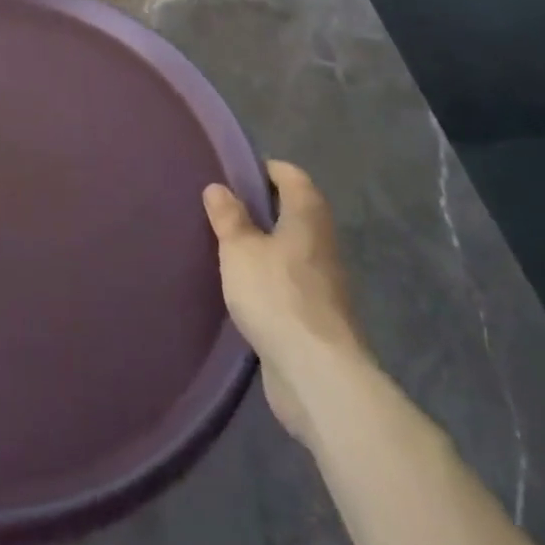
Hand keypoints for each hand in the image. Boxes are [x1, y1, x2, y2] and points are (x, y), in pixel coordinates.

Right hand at [203, 160, 363, 451]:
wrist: (317, 375)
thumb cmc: (276, 295)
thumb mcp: (239, 249)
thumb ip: (229, 217)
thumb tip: (219, 187)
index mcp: (307, 215)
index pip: (291, 175)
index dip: (264, 170)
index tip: (234, 175)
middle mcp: (322, 242)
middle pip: (294, 211)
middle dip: (263, 209)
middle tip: (224, 210)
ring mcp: (325, 281)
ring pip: (292, 248)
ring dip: (266, 246)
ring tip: (229, 247)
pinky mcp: (319, 316)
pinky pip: (291, 282)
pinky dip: (271, 278)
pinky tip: (244, 289)